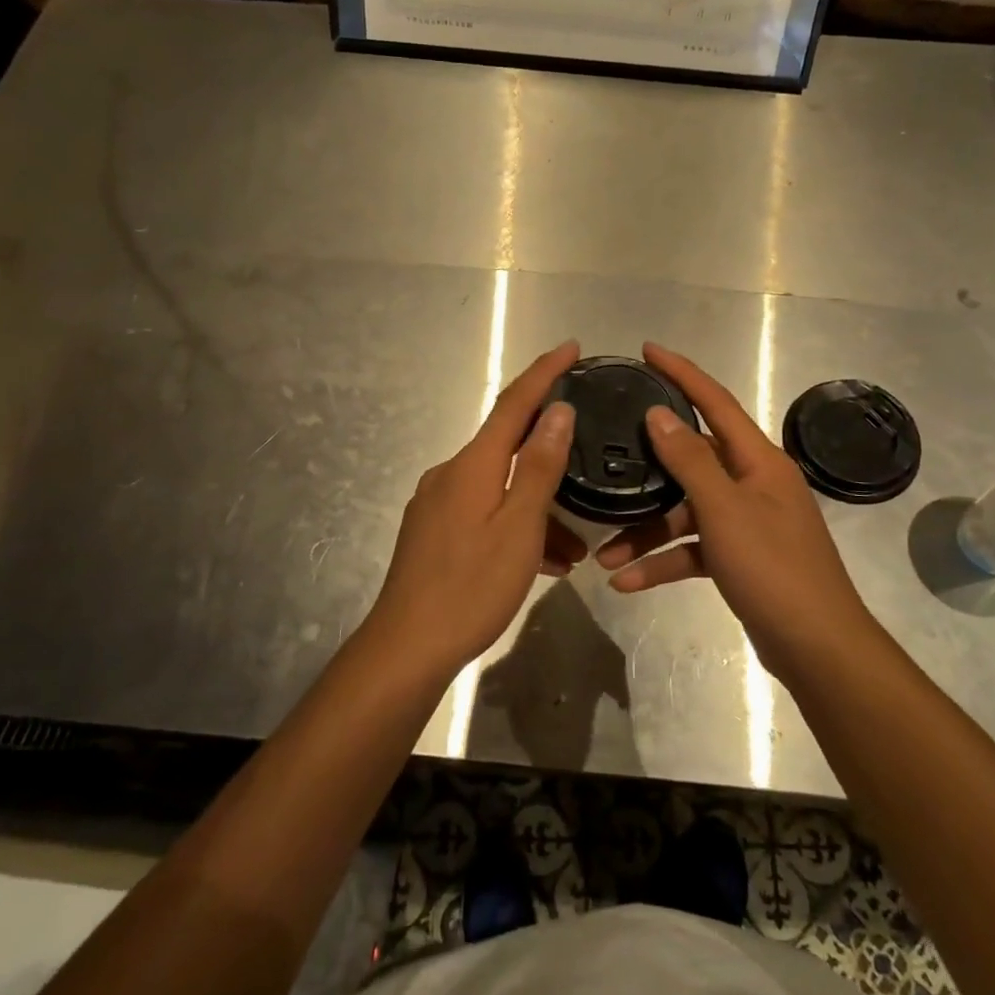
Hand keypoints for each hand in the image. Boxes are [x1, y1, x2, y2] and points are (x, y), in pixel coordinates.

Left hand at [366, 340, 584, 676]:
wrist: (407, 647)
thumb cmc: (470, 587)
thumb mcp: (518, 527)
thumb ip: (538, 466)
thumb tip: (558, 411)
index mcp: (471, 465)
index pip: (513, 403)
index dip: (544, 373)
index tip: (571, 347)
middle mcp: (450, 474)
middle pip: (507, 447)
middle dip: (550, 456)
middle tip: (587, 465)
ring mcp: (437, 505)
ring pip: (499, 489)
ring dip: (537, 508)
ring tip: (576, 547)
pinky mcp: (433, 534)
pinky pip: (484, 515)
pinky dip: (515, 528)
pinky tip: (541, 563)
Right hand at [595, 343, 876, 684]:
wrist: (817, 647)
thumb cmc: (773, 568)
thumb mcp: (725, 510)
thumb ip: (690, 460)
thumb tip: (660, 414)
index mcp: (759, 461)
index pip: (716, 402)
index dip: (682, 373)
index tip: (648, 351)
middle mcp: (753, 484)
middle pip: (691, 462)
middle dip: (647, 469)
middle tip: (607, 448)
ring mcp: (746, 523)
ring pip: (685, 514)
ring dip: (646, 533)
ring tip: (604, 555)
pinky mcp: (738, 558)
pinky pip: (692, 550)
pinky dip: (663, 563)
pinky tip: (627, 582)